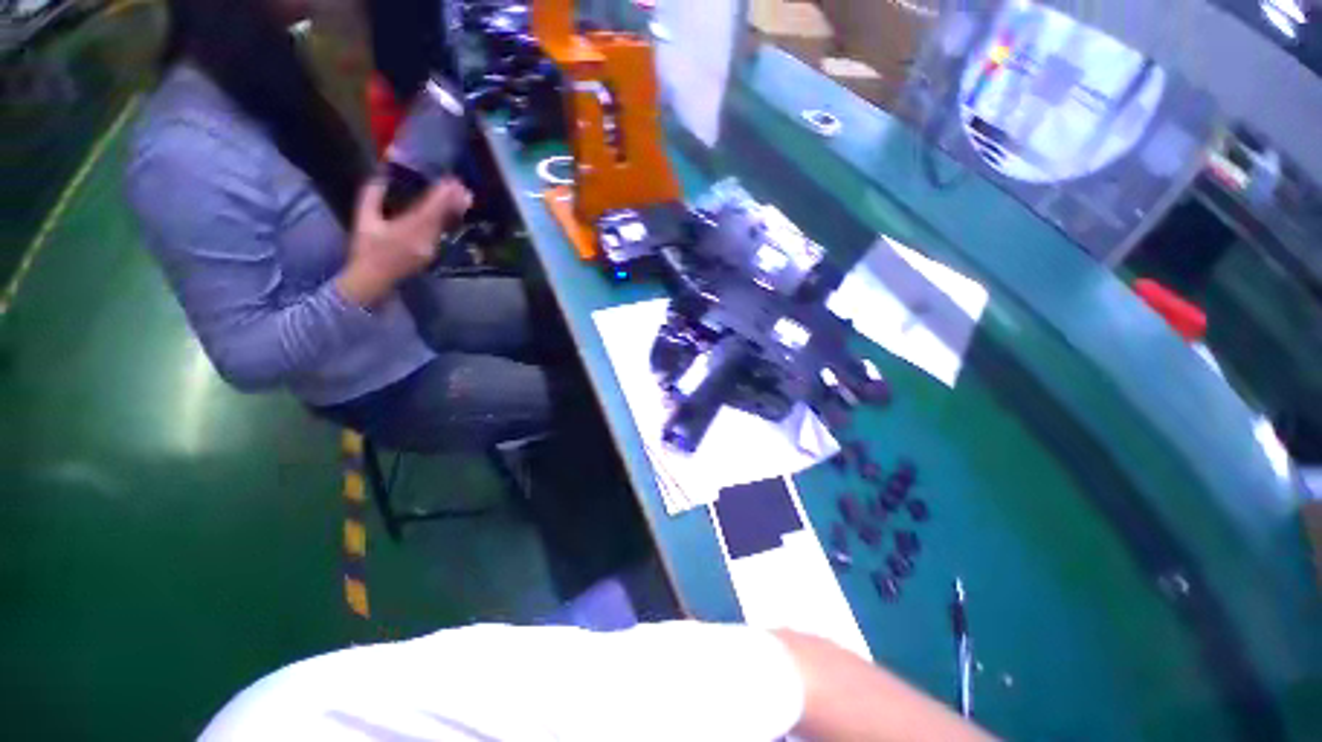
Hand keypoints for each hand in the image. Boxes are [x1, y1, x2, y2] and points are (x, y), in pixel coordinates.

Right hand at [336, 178, 472, 306]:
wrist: (373, 280)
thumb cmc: (366, 250)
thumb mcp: (363, 220)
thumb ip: (371, 196)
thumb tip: (381, 177)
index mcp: (407, 231)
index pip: (429, 210)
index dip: (441, 197)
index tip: (450, 183)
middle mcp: (424, 240)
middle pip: (442, 218)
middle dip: (453, 201)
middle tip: (464, 187)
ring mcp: (431, 249)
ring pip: (445, 226)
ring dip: (455, 210)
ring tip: (465, 196)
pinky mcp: (432, 253)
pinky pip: (443, 233)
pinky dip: (449, 220)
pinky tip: (454, 212)